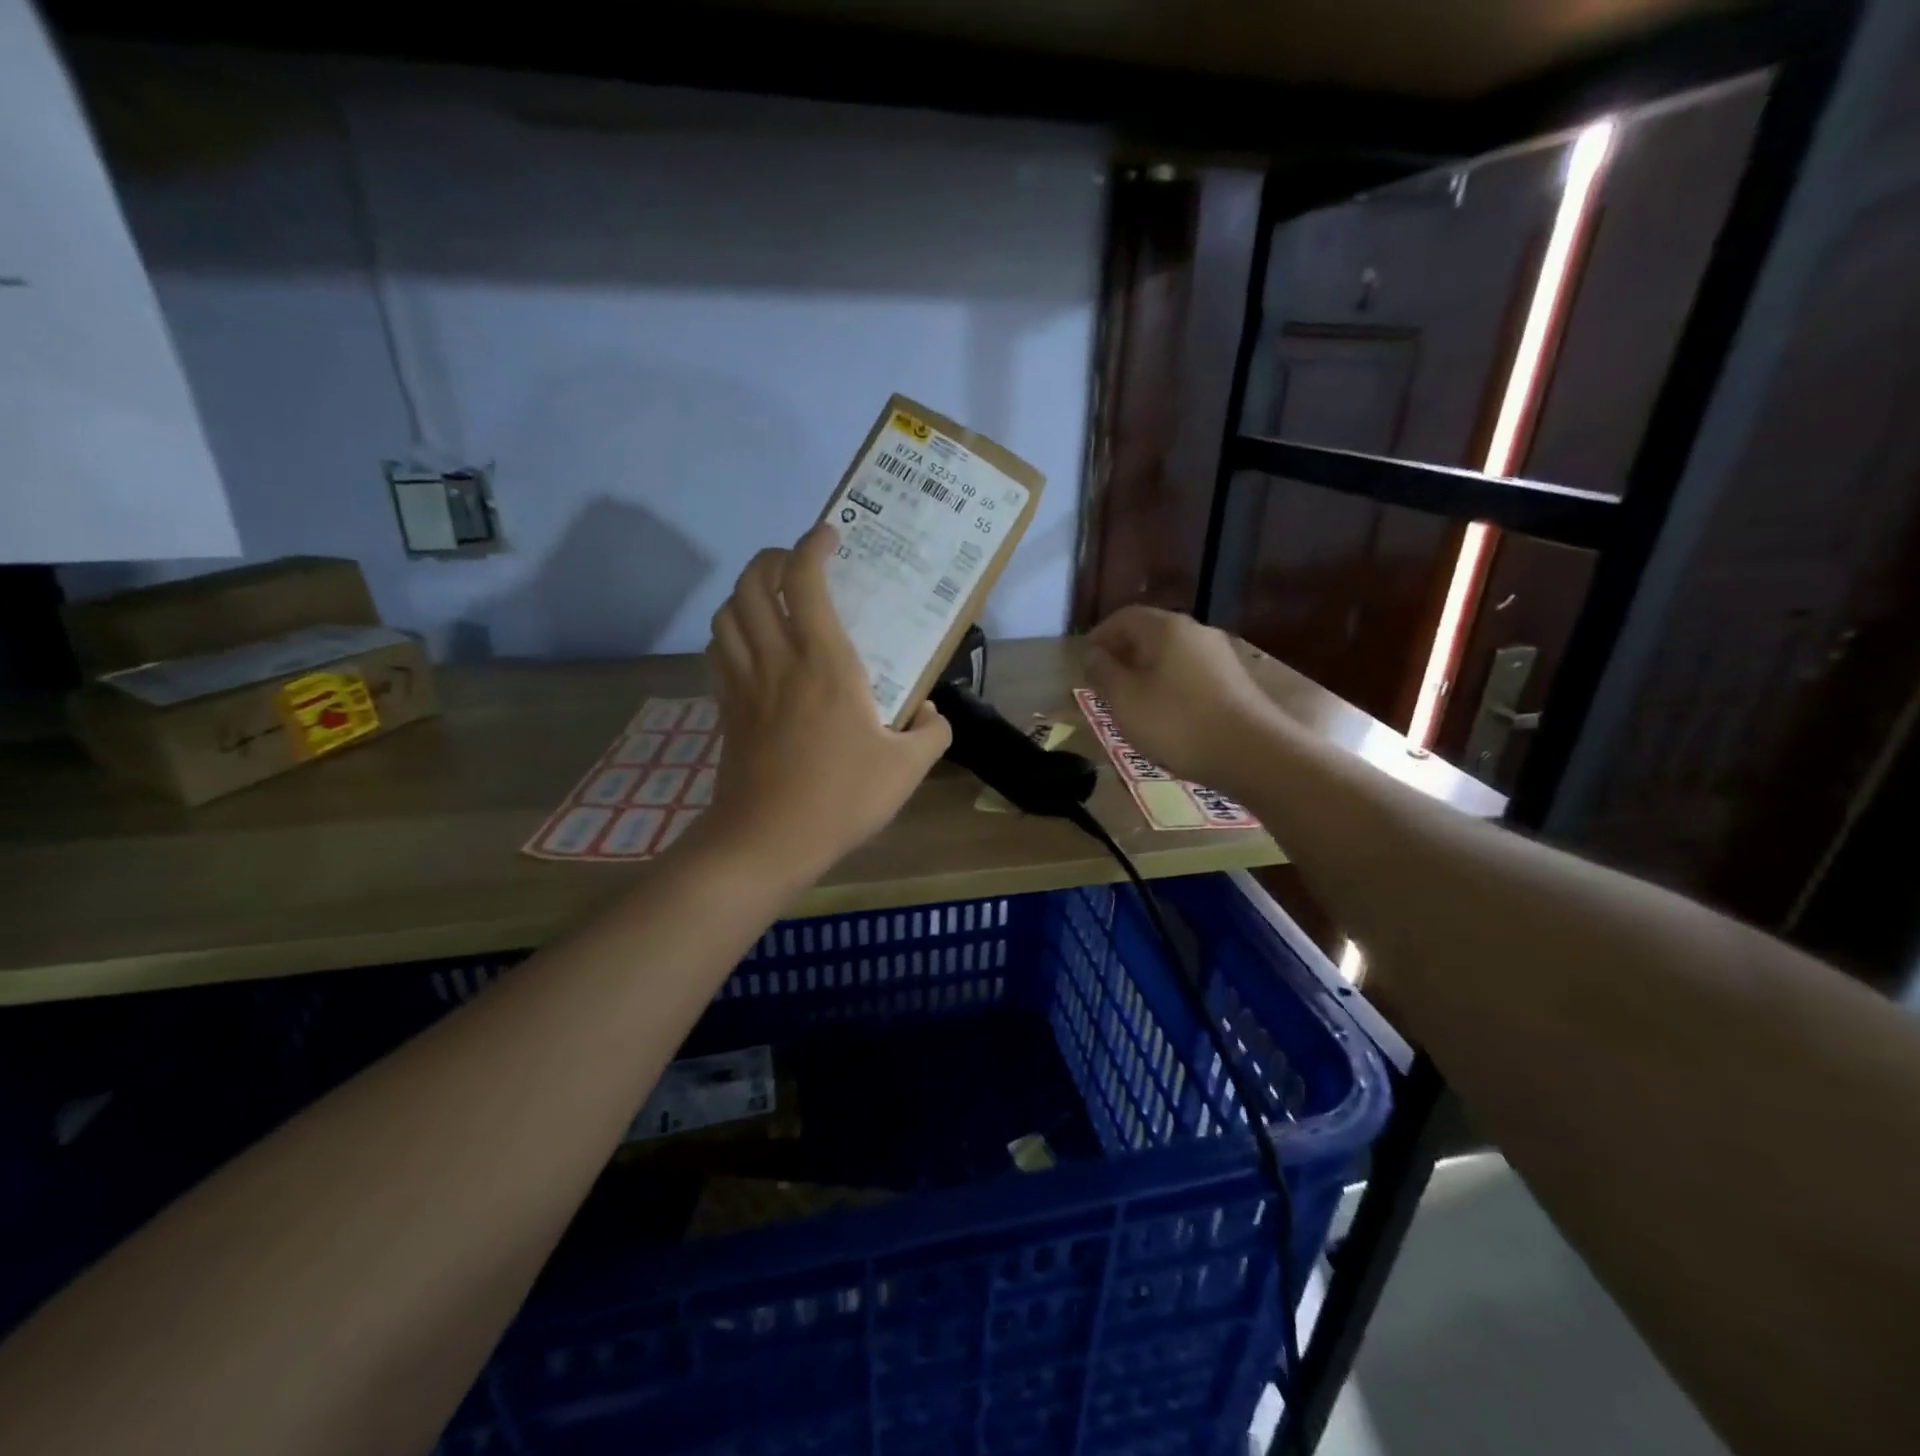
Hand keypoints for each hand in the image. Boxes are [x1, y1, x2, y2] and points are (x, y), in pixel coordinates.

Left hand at [696, 524, 950, 879]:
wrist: (768, 840)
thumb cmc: (841, 799)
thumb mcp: (907, 769)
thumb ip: (933, 733)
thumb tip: (932, 713)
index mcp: (824, 663)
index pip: (805, 582)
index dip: (812, 546)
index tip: (829, 536)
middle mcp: (777, 660)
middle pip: (752, 584)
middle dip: (771, 558)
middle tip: (796, 563)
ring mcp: (744, 683)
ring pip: (727, 613)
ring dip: (745, 592)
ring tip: (771, 598)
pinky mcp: (727, 708)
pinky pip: (719, 650)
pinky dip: (731, 630)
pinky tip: (751, 645)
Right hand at [1084, 606, 1282, 791]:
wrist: (1252, 753)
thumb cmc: (1176, 722)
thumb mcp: (1125, 699)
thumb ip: (1102, 672)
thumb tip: (1092, 654)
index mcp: (1166, 628)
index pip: (1123, 617)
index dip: (1099, 636)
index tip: (1084, 662)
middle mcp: (1196, 632)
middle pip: (1150, 634)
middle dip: (1123, 656)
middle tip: (1103, 684)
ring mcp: (1220, 656)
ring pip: (1171, 656)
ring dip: (1146, 673)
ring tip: (1131, 703)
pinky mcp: (1234, 682)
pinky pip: (1190, 675)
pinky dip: (1170, 687)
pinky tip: (1165, 715)